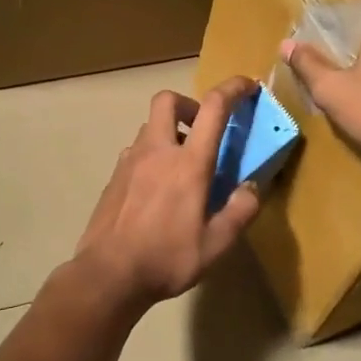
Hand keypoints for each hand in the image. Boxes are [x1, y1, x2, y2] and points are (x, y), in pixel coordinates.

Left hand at [70, 78, 261, 309]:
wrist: (108, 275)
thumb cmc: (167, 258)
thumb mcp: (216, 244)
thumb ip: (240, 211)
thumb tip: (252, 187)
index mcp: (188, 163)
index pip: (214, 108)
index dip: (233, 88)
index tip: (247, 85)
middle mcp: (157, 151)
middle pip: (167, 100)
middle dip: (189, 103)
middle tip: (203, 128)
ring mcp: (130, 162)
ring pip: (149, 127)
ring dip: (169, 132)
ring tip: (182, 165)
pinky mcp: (113, 177)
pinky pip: (136, 152)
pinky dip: (152, 155)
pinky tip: (157, 188)